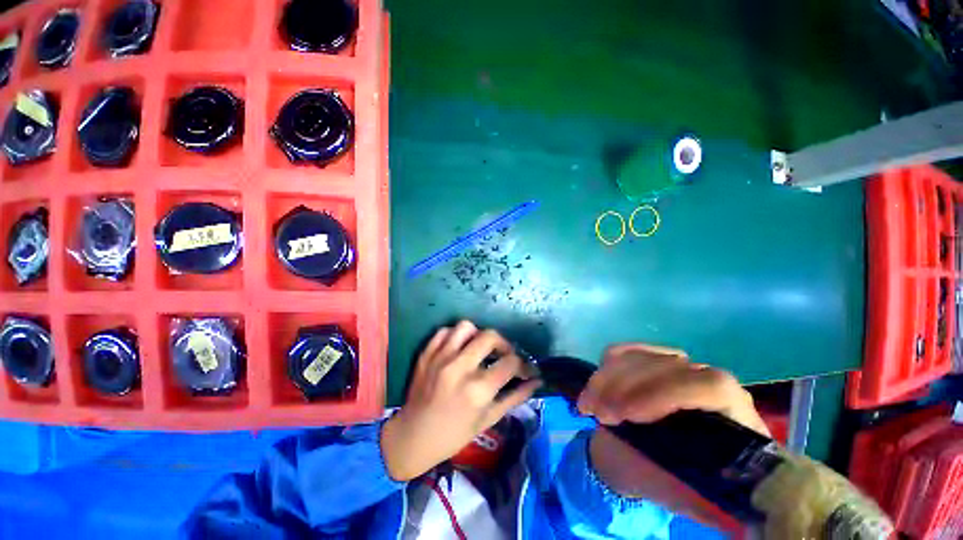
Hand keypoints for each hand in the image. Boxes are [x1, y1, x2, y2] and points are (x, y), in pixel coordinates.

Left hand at [380, 321, 540, 480]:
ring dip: (478, 335)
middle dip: (504, 344)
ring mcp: (440, 358)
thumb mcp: (488, 419)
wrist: (413, 437)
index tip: (524, 369)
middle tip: (503, 355)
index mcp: (478, 390)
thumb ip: (515, 397)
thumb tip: (537, 381)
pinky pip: (445, 331)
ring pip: (466, 327)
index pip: (510, 362)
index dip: (523, 364)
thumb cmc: (454, 434)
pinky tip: (458, 348)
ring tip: (479, 348)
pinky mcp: (426, 354)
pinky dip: (455, 336)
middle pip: (490, 336)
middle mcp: (460, 368)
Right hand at [576, 343, 767, 529]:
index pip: (713, 387)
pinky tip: (594, 390)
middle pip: (670, 365)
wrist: (642, 462)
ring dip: (608, 379)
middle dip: (628, 386)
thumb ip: (693, 488)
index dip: (669, 393)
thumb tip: (703, 486)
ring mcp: (678, 368)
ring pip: (641, 357)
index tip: (629, 414)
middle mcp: (710, 384)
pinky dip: (605, 369)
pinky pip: (625, 352)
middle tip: (599, 414)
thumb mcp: (683, 496)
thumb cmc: (672, 484)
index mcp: (734, 418)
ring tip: (588, 406)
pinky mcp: (651, 360)